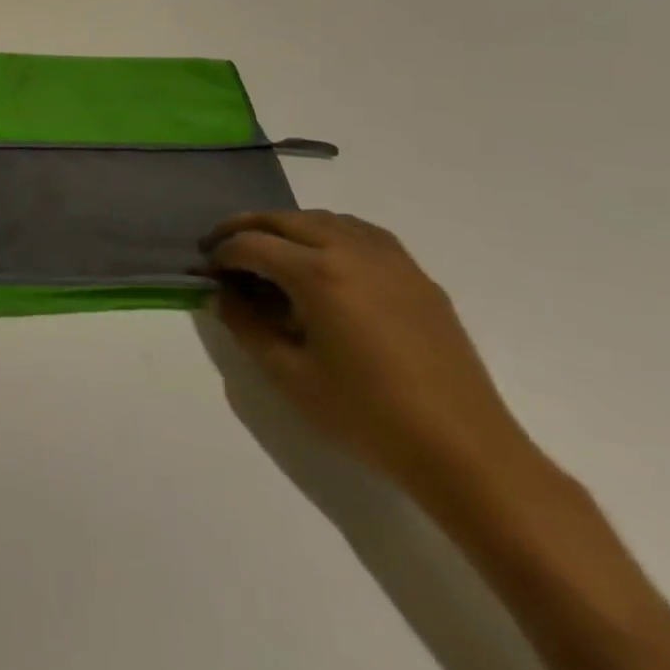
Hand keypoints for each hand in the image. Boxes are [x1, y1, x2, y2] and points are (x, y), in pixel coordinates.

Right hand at [202, 210, 531, 494]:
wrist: (465, 451)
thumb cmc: (367, 415)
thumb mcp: (289, 375)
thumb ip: (246, 326)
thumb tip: (221, 295)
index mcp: (318, 273)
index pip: (252, 245)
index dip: (221, 254)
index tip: (205, 270)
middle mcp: (352, 250)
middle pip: (284, 219)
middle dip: (245, 227)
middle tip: (221, 246)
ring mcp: (390, 259)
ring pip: (324, 218)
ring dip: (287, 226)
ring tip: (268, 249)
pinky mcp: (416, 276)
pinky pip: (361, 233)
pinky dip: (328, 232)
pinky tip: (323, 259)